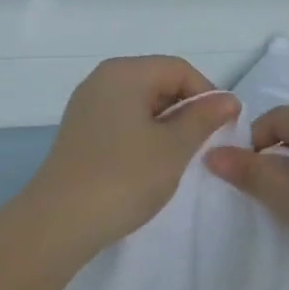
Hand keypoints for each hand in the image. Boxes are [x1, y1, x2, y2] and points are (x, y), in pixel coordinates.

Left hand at [23, 56, 240, 255]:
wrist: (60, 221)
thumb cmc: (124, 177)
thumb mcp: (173, 147)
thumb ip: (202, 118)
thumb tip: (228, 99)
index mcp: (124, 72)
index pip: (179, 69)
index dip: (207, 94)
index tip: (222, 128)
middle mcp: (102, 79)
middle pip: (157, 80)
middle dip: (185, 109)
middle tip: (202, 145)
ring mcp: (86, 105)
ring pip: (139, 102)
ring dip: (165, 124)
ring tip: (177, 157)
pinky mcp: (80, 131)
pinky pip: (121, 119)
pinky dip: (142, 134)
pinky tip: (149, 164)